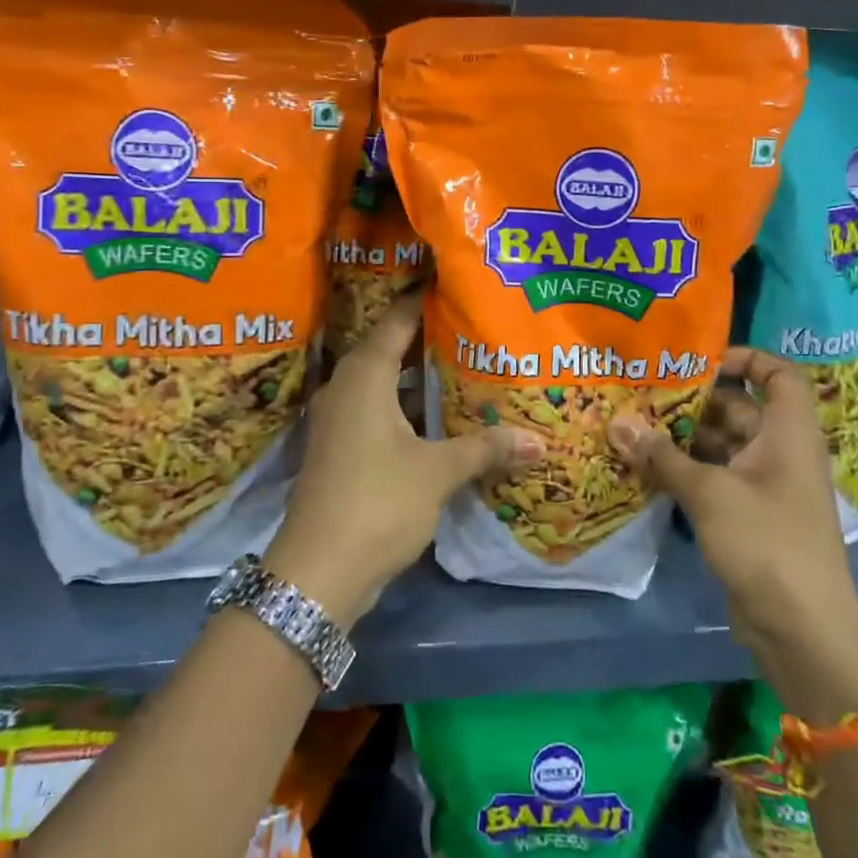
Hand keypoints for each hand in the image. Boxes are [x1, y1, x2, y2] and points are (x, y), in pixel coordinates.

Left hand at [266, 295, 542, 627]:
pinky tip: (441, 420)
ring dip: (418, 380)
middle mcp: (346, 388)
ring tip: (466, 369)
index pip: (397, 321)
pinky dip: (407, 410)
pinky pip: (378, 413)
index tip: (457, 286)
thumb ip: (485, 449)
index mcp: (364, 376)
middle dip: (430, 340)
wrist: (318, 571)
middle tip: (474, 328)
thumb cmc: (377, 502)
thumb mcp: (437, 472)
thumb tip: (539, 441)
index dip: (425, 302)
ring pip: (385, 385)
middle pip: (390, 350)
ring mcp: (340, 420)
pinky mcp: (341, 450)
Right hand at [609, 348, 857, 651]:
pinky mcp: (748, 517)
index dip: (745, 358)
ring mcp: (765, 487)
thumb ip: (662, 457)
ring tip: (632, 427)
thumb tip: (616, 424)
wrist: (803, 630)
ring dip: (681, 439)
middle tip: (641, 394)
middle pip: (738, 410)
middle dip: (692, 401)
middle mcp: (779, 452)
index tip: (698, 360)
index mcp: (788, 433)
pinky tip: (645, 468)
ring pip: (720, 446)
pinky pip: (714, 479)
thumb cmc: (766, 543)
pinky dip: (685, 471)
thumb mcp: (709, 493)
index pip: (778, 375)